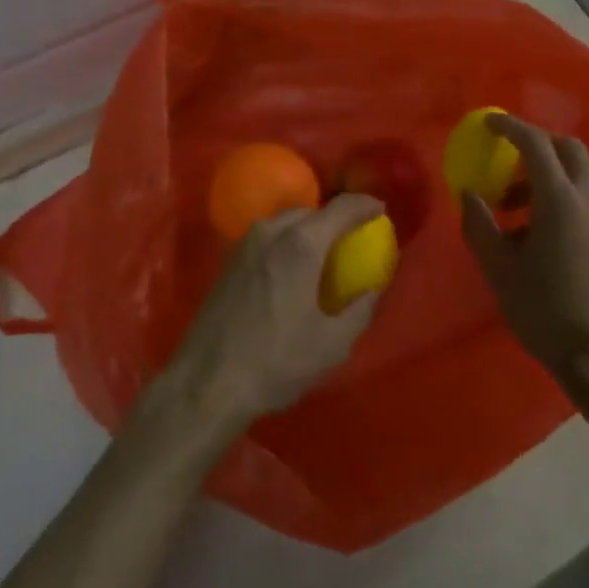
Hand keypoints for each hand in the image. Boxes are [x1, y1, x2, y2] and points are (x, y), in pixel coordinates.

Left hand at [159, 193, 384, 438]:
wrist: (207, 382)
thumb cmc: (276, 361)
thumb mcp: (332, 344)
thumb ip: (361, 309)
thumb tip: (375, 287)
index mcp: (302, 244)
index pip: (342, 208)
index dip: (365, 205)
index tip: (381, 212)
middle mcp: (272, 231)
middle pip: (312, 211)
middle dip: (335, 218)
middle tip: (352, 239)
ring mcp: (245, 243)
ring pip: (286, 222)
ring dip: (309, 229)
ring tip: (323, 254)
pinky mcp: (228, 260)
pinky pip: (267, 237)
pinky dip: (286, 242)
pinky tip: (291, 270)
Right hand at [461, 114, 588, 388]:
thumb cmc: (544, 310)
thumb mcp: (499, 268)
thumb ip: (479, 225)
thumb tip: (469, 194)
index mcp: (561, 201)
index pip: (536, 144)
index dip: (510, 127)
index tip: (487, 123)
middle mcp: (587, 200)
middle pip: (567, 149)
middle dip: (535, 143)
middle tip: (505, 157)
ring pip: (575, 174)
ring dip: (543, 174)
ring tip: (508, 206)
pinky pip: (580, 197)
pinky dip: (555, 194)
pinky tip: (530, 231)